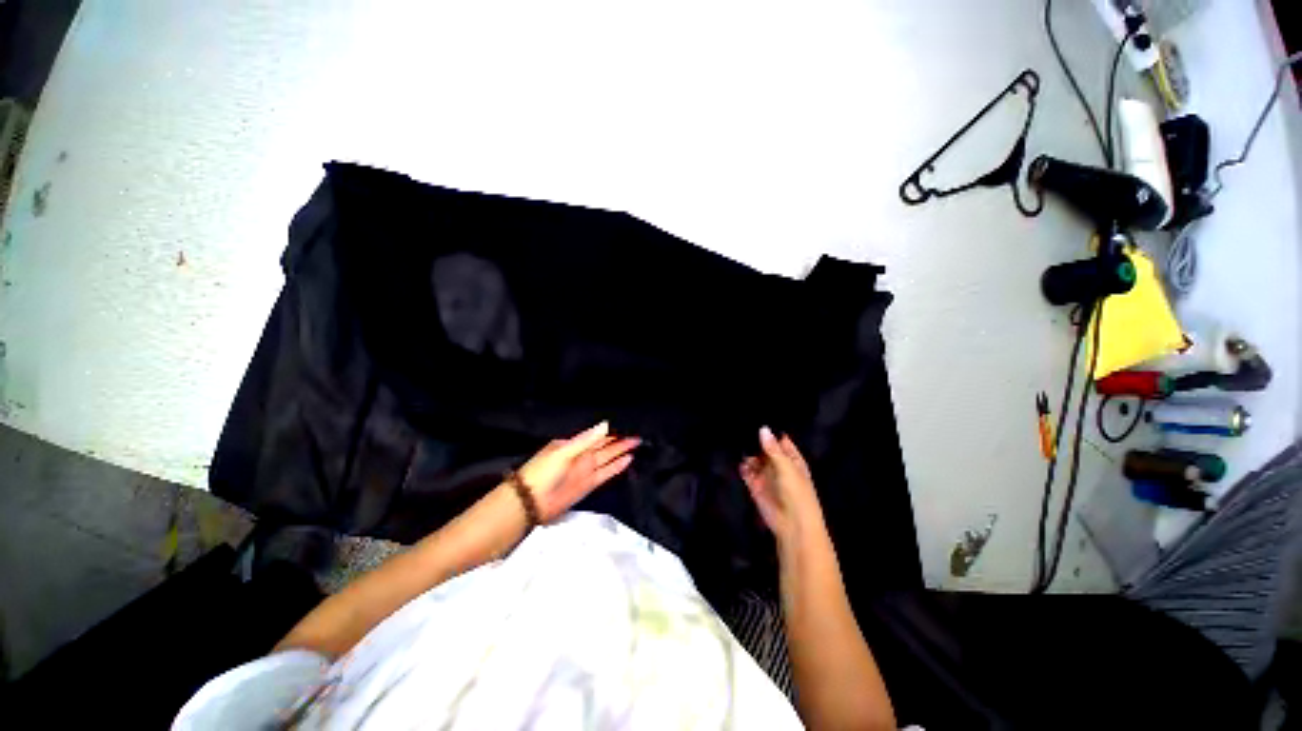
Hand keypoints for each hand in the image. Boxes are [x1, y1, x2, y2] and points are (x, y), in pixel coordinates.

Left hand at [518, 422, 639, 521]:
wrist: (530, 502)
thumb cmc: (542, 471)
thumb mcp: (563, 451)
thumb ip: (586, 440)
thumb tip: (605, 424)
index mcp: (573, 444)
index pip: (596, 435)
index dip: (611, 430)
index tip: (626, 423)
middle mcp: (581, 455)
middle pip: (605, 445)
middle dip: (620, 439)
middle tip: (636, 433)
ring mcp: (586, 470)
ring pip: (608, 458)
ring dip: (621, 451)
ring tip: (636, 443)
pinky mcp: (589, 484)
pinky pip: (606, 473)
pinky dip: (617, 467)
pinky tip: (628, 460)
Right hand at [740, 427, 825, 549]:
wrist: (792, 525)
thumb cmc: (797, 494)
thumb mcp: (787, 468)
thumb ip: (773, 449)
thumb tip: (763, 429)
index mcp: (793, 460)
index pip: (781, 441)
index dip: (771, 432)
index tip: (757, 417)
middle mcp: (778, 466)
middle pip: (765, 449)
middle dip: (755, 440)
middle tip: (742, 425)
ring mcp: (766, 476)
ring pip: (755, 460)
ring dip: (748, 453)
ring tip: (737, 440)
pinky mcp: (755, 486)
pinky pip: (747, 473)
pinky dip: (743, 467)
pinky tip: (739, 460)